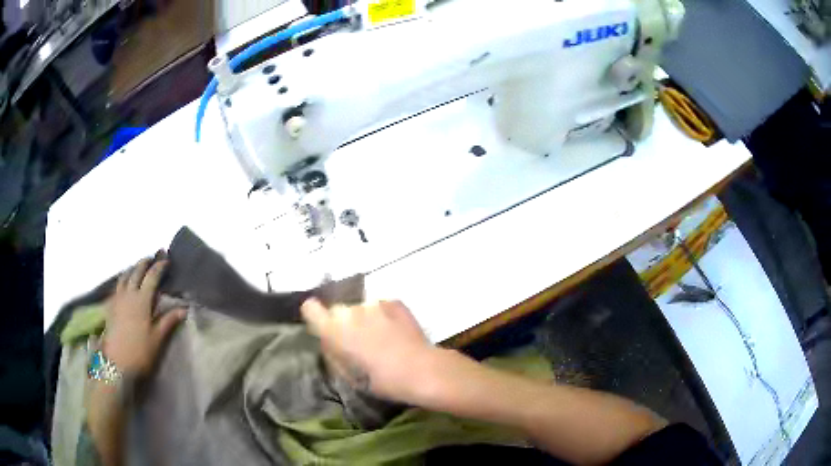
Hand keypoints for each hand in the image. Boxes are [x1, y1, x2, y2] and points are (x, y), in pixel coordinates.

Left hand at [103, 253, 185, 377]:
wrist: (116, 363)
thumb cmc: (139, 351)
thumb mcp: (157, 338)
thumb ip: (168, 321)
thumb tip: (184, 308)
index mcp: (142, 301)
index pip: (151, 277)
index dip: (159, 267)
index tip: (166, 260)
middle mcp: (129, 295)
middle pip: (136, 272)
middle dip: (144, 263)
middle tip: (151, 257)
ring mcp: (118, 299)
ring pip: (124, 277)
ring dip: (132, 269)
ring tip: (137, 267)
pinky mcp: (111, 307)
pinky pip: (117, 287)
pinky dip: (122, 280)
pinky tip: (124, 285)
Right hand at [301, 299, 433, 401]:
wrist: (420, 370)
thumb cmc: (380, 381)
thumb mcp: (348, 375)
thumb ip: (332, 353)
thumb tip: (328, 341)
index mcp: (334, 329)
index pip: (310, 308)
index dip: (316, 316)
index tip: (324, 327)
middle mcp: (350, 310)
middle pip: (338, 310)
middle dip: (345, 322)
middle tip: (359, 340)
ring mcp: (373, 303)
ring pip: (361, 308)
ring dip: (366, 319)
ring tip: (382, 337)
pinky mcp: (394, 301)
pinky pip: (381, 307)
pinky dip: (385, 316)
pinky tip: (397, 332)